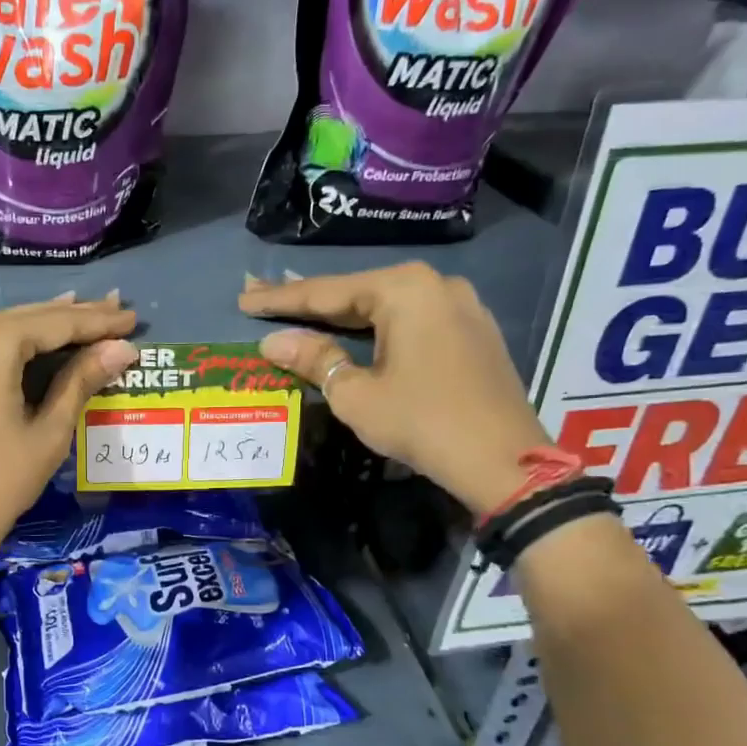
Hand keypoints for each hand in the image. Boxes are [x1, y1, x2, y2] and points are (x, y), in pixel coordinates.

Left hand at [0, 296, 138, 592]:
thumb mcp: (47, 435)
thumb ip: (82, 381)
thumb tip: (121, 348)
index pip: (54, 323)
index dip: (97, 321)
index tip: (130, 318)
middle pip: (20, 318)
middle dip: (67, 316)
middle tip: (110, 310)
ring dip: (24, 324)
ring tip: (63, 319)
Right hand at [240, 263, 549, 518]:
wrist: (502, 460)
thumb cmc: (421, 421)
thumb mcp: (356, 394)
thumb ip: (314, 359)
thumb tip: (274, 342)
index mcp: (404, 289)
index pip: (327, 292)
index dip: (280, 299)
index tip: (244, 299)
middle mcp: (435, 285)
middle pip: (358, 292)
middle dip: (310, 302)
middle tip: (263, 300)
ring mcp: (460, 306)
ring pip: (386, 307)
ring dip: (343, 316)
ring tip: (299, 314)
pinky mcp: (472, 332)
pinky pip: (411, 321)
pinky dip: (377, 329)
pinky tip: (354, 333)